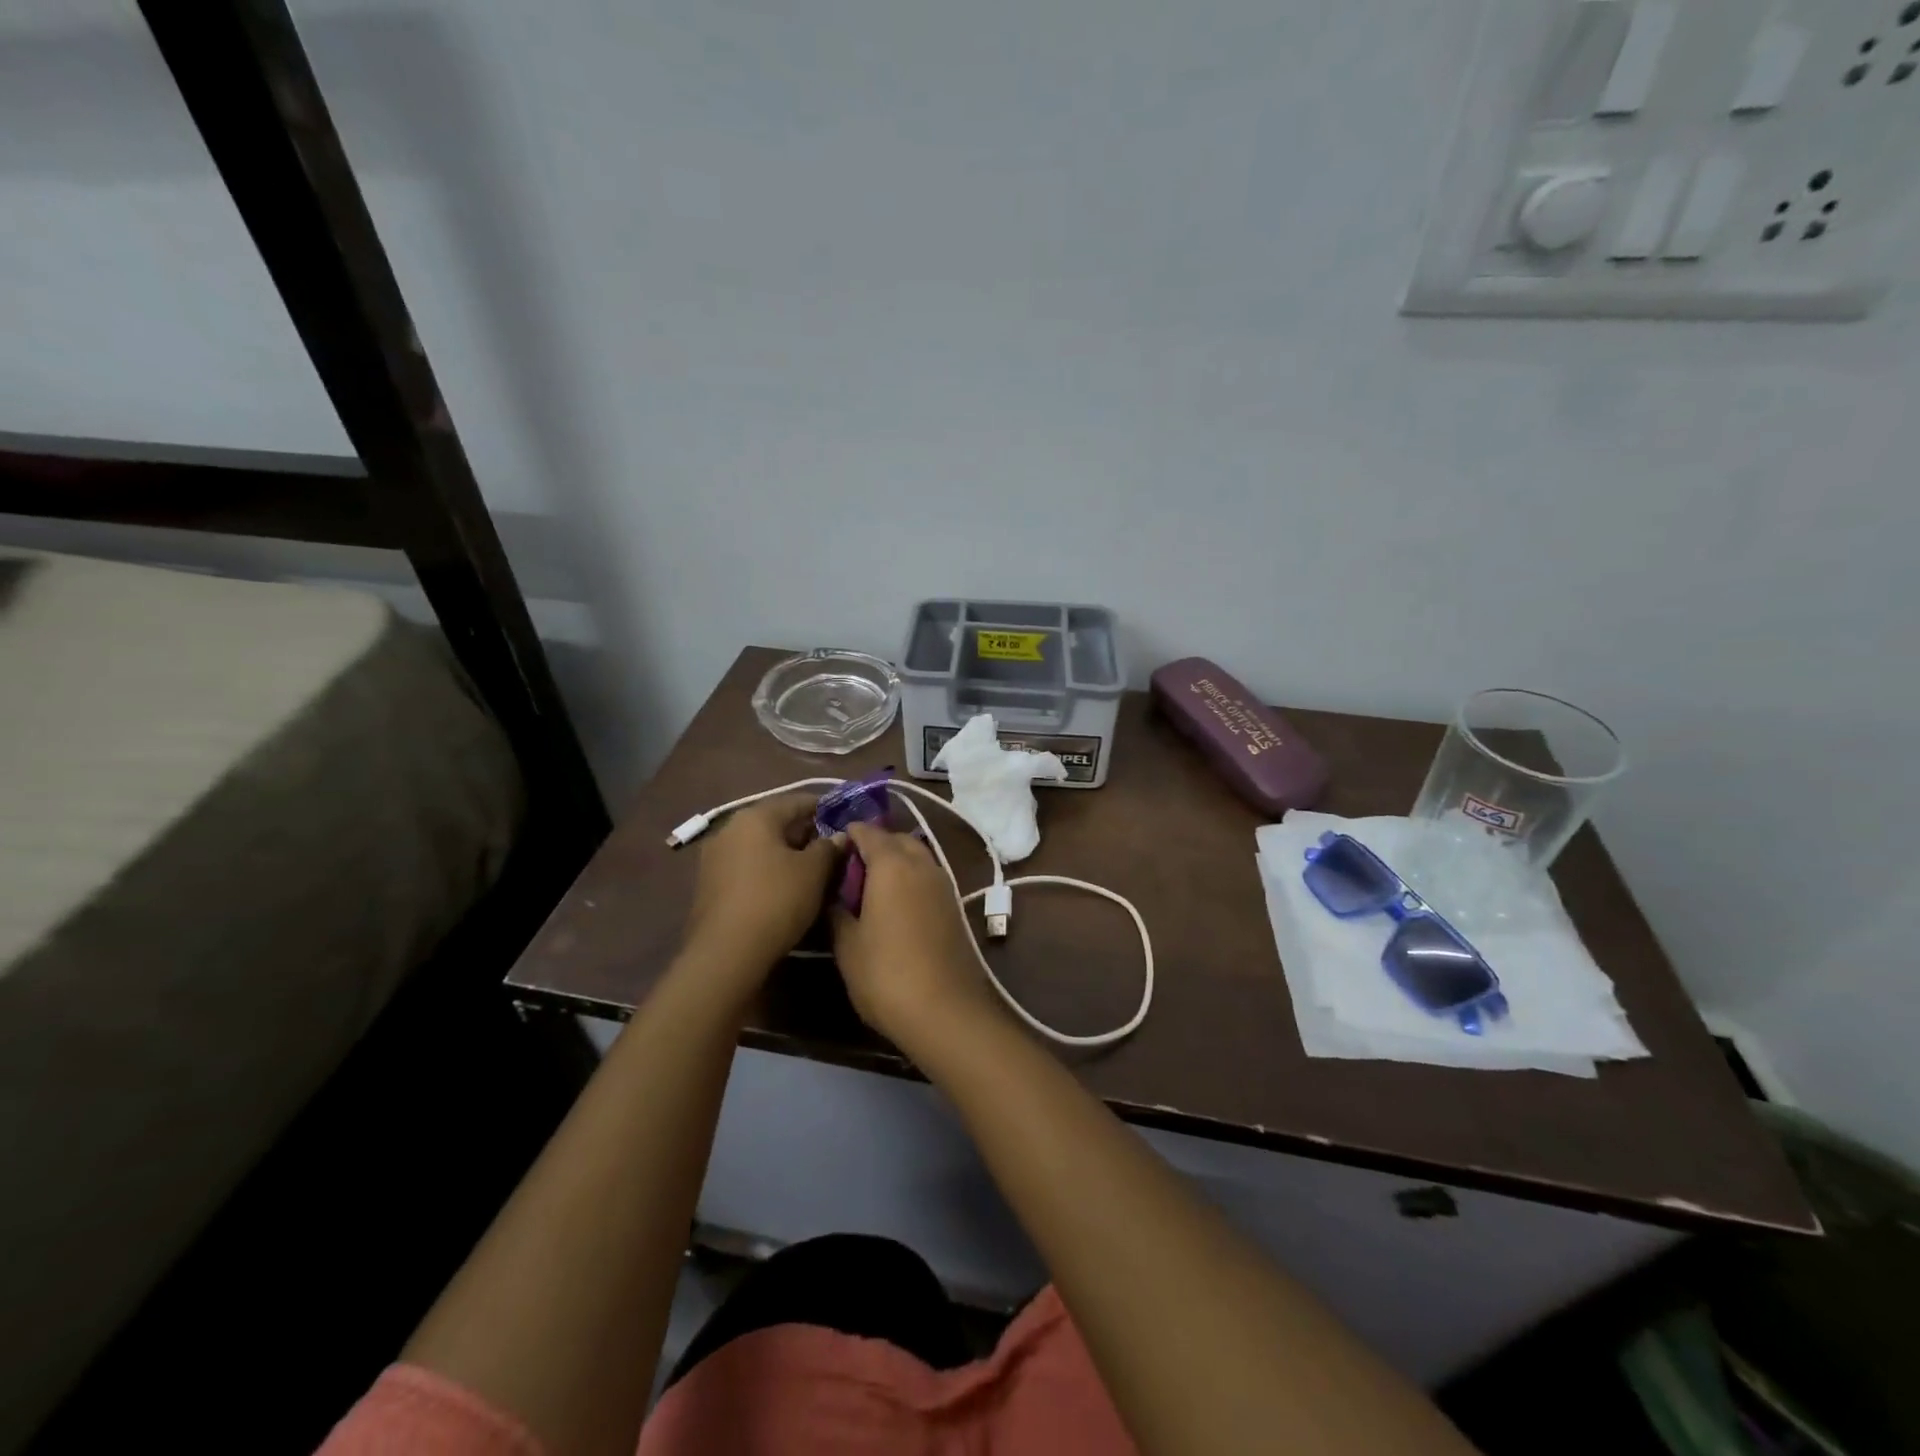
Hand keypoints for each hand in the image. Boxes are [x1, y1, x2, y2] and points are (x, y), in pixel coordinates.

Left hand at [683, 793, 839, 978]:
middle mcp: (729, 829)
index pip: (798, 801)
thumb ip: (830, 848)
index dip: (827, 810)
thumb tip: (840, 836)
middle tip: (835, 853)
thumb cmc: (776, 900)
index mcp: (755, 817)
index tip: (848, 824)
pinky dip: (770, 873)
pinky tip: (788, 891)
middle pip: (777, 823)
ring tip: (815, 875)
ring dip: (788, 856)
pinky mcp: (710, 886)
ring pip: (762, 848)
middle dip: (807, 835)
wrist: (726, 954)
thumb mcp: (814, 872)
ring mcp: (715, 858)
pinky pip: (749, 868)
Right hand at [830, 822, 1004, 1059]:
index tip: (830, 847)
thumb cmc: (886, 974)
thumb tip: (833, 895)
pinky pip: (927, 877)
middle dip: (875, 845)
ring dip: (896, 862)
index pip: (868, 832)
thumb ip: (837, 912)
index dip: (849, 834)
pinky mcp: (954, 905)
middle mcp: (922, 864)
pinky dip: (910, 879)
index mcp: (892, 864)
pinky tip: (895, 906)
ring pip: (917, 857)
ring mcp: (944, 884)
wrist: (945, 1010)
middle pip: (897, 839)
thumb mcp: (847, 945)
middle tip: (849, 869)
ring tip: (870, 889)